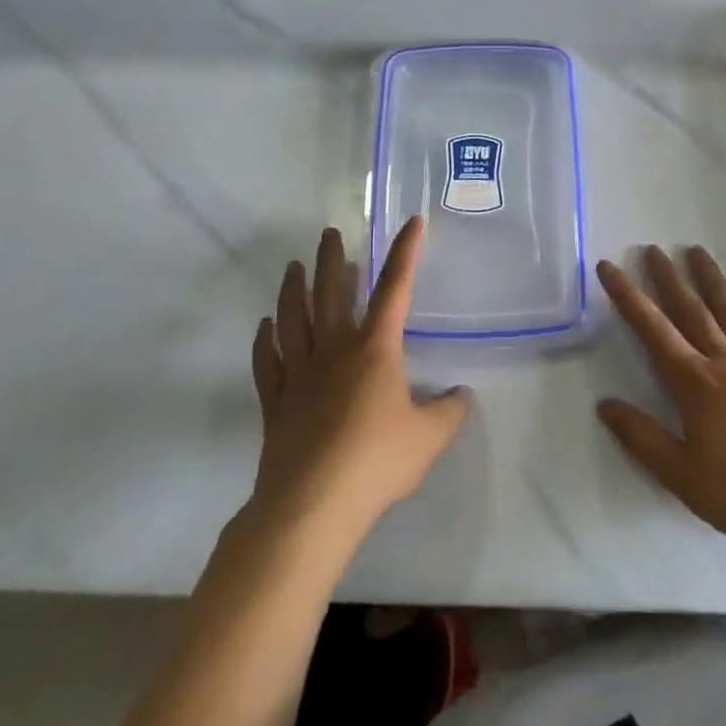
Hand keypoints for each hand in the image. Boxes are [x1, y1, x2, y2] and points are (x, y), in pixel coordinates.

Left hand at [248, 218, 470, 545]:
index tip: (412, 222)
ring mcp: (298, 373)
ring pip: (293, 319)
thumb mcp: (430, 438)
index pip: (395, 289)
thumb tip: (461, 394)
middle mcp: (334, 350)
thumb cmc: (377, 462)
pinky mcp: (275, 401)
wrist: (313, 504)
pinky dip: (263, 339)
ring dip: (293, 289)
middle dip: (333, 259)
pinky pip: (266, 361)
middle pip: (331, 293)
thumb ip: (449, 411)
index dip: (406, 253)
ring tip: (293, 266)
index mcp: (374, 349)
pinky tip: (265, 326)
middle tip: (330, 233)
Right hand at [596, 246, 725, 552]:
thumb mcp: (678, 473)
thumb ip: (640, 436)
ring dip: (713, 281)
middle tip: (654, 249)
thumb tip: (605, 404)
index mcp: (694, 383)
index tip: (610, 268)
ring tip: (697, 252)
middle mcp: (724, 363)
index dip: (628, 297)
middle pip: (691, 312)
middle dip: (669, 279)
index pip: (653, 330)